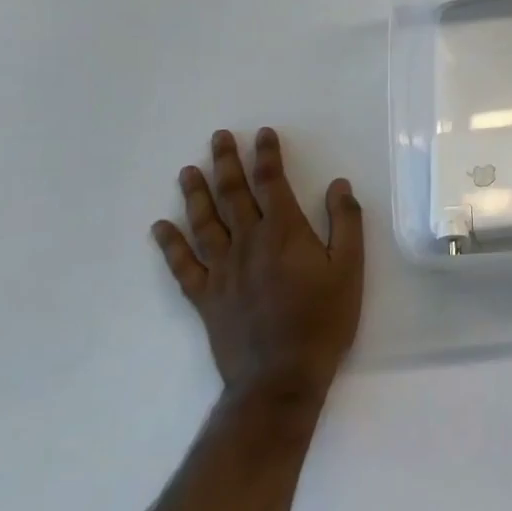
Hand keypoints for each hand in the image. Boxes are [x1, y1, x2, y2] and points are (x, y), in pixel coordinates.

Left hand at [152, 128, 363, 408]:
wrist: (281, 376)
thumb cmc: (323, 320)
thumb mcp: (350, 268)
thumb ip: (345, 223)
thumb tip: (338, 185)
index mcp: (285, 232)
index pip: (273, 182)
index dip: (267, 156)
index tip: (263, 134)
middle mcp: (248, 243)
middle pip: (234, 194)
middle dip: (227, 162)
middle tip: (218, 137)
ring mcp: (221, 270)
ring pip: (204, 222)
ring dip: (195, 194)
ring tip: (188, 170)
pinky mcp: (205, 297)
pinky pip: (182, 265)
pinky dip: (170, 245)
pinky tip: (160, 228)